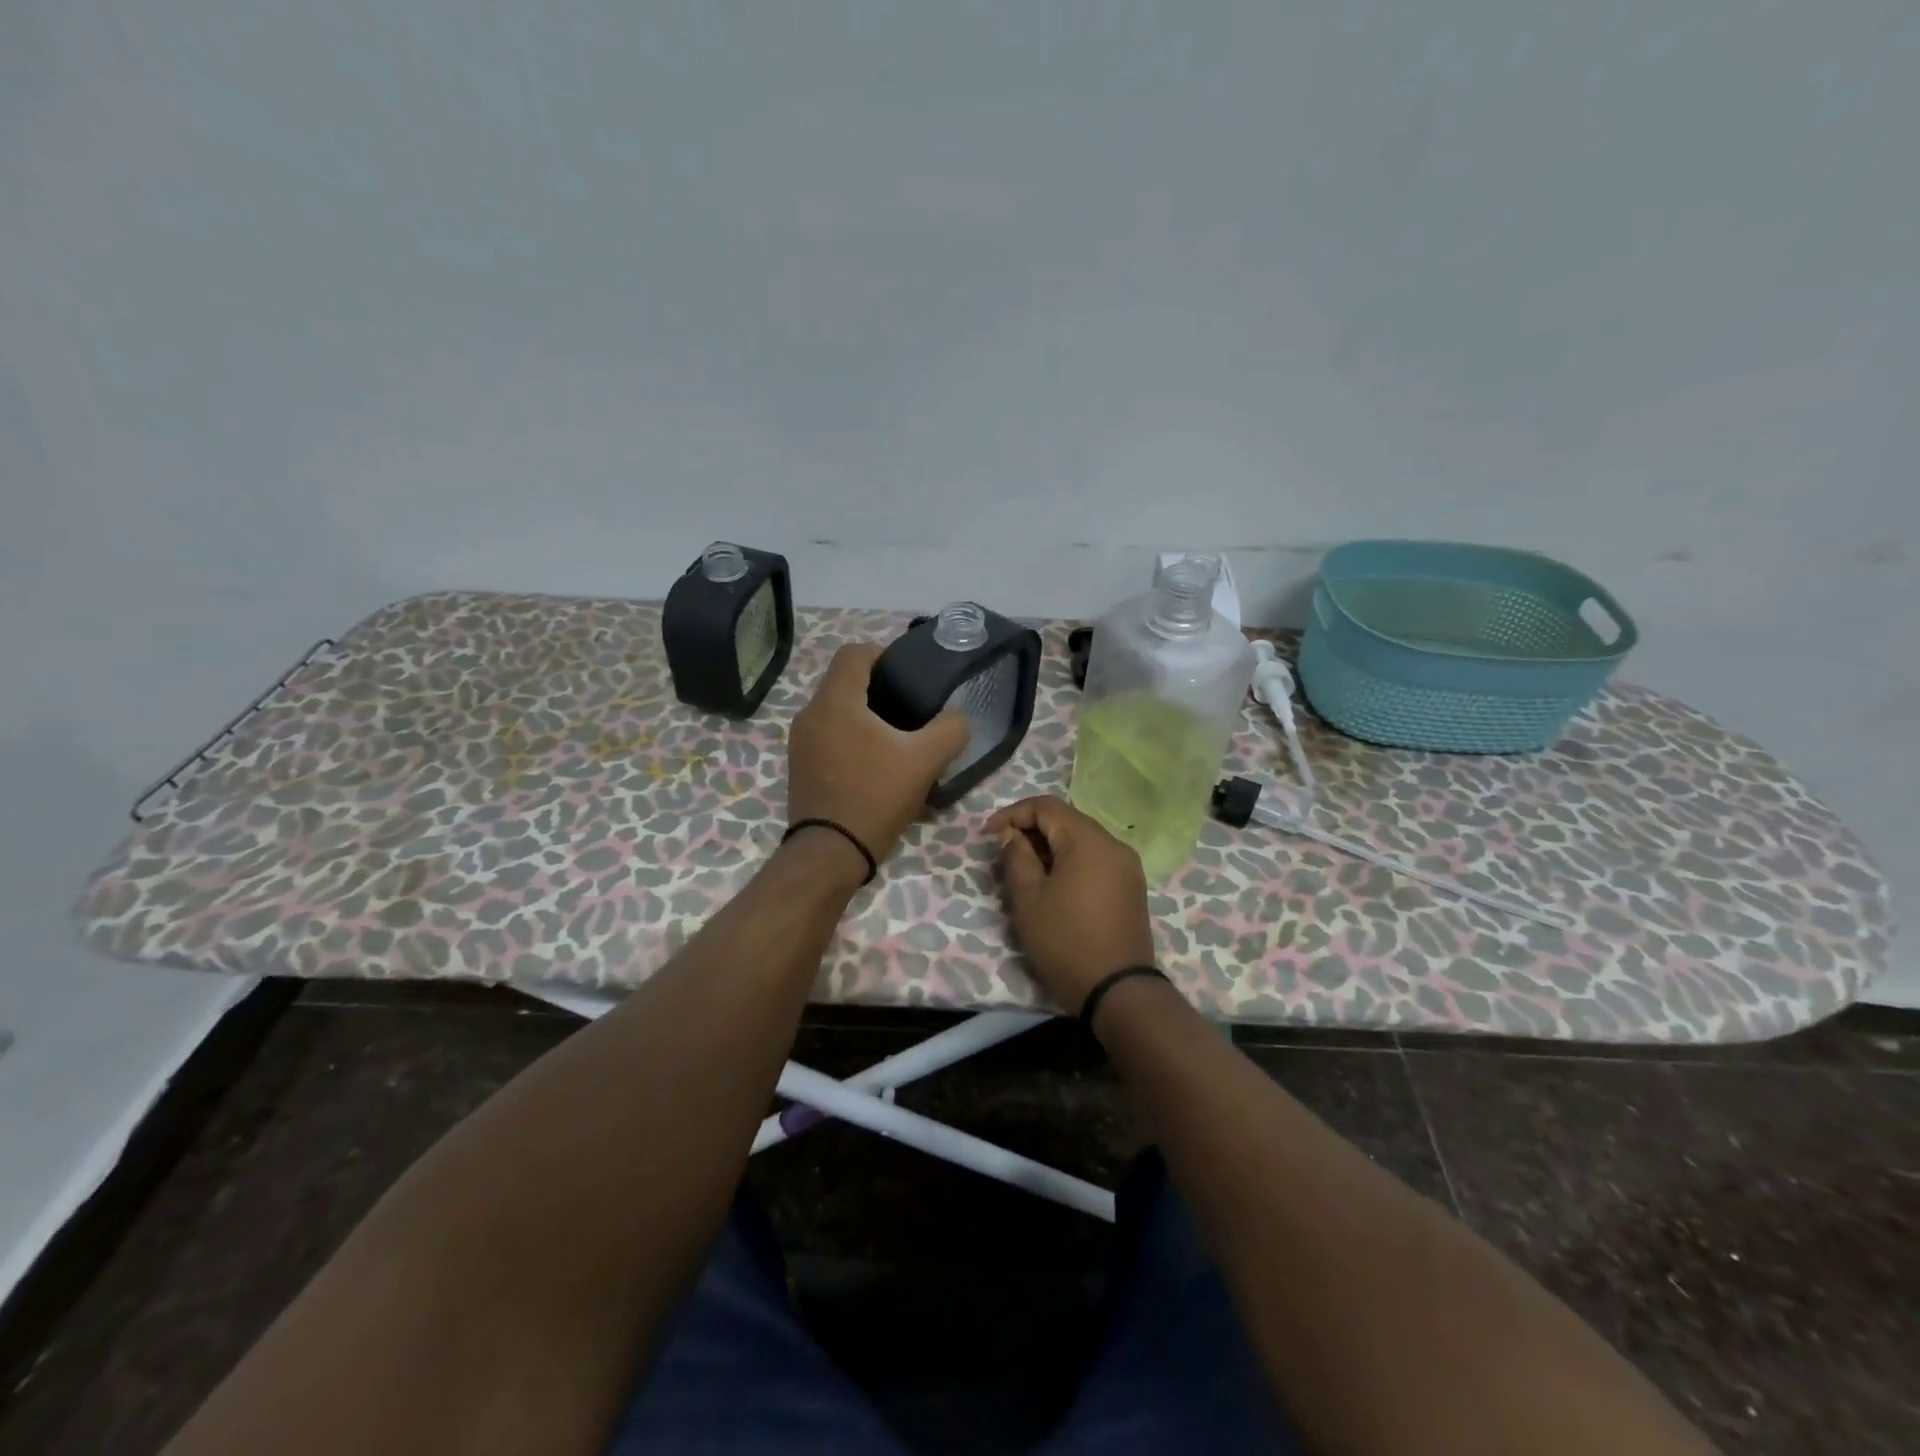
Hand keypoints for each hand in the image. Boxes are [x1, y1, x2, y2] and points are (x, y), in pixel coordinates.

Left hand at [786, 643, 969, 867]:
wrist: (830, 852)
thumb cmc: (875, 796)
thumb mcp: (926, 760)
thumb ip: (950, 729)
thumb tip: (955, 717)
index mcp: (836, 701)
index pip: (854, 652)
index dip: (884, 654)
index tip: (908, 676)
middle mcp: (810, 714)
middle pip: (845, 681)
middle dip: (878, 688)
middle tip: (911, 709)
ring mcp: (800, 742)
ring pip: (835, 710)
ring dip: (864, 715)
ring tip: (896, 739)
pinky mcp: (799, 766)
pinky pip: (827, 735)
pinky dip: (850, 737)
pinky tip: (874, 763)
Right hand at [987, 795, 1156, 1012]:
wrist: (1118, 992)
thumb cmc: (1066, 942)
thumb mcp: (1028, 899)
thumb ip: (1016, 857)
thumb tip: (1011, 834)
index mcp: (1089, 841)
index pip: (1046, 806)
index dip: (1012, 814)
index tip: (988, 836)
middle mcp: (1114, 844)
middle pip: (1066, 821)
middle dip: (1030, 831)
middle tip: (1003, 856)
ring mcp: (1127, 866)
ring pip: (1080, 841)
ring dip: (1049, 848)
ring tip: (1024, 873)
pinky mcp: (1130, 887)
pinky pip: (1095, 860)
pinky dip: (1069, 863)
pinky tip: (1052, 886)